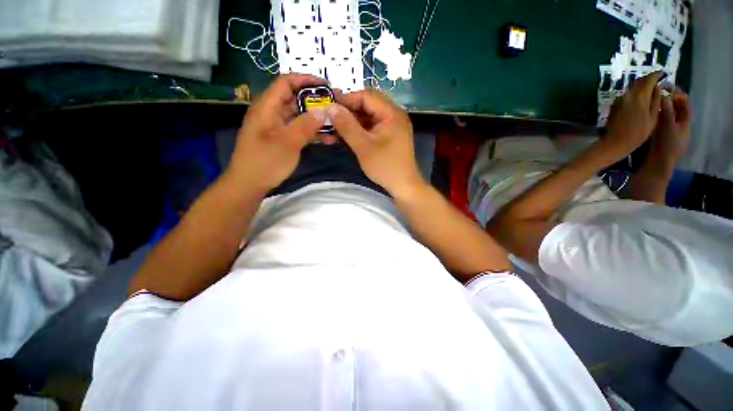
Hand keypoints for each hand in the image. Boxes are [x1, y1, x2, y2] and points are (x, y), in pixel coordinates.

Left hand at [227, 74, 327, 191]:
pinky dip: (312, 132)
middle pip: (294, 99)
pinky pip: (298, 129)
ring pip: (299, 116)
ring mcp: (276, 126)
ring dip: (316, 120)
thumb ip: (306, 125)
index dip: (305, 80)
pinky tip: (327, 139)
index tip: (326, 86)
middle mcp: (271, 112)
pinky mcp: (281, 138)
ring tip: (335, 125)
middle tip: (335, 108)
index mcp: (267, 107)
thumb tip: (323, 111)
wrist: (250, 183)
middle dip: (315, 102)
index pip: (286, 82)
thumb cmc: (266, 161)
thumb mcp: (288, 142)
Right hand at [328, 89, 424, 195]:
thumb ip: (346, 125)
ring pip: (369, 116)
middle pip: (368, 104)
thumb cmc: (385, 166)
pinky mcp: (390, 136)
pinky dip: (360, 129)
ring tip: (335, 126)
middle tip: (331, 116)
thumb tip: (330, 107)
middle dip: (349, 109)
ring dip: (353, 120)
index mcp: (392, 113)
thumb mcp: (363, 146)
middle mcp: (394, 115)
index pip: (366, 96)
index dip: (347, 99)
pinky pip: (373, 127)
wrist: (403, 185)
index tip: (329, 106)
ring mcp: (393, 126)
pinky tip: (347, 134)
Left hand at [603, 72, 662, 158]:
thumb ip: (656, 100)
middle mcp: (628, 94)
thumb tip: (658, 87)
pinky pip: (627, 94)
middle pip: (639, 81)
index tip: (663, 74)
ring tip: (650, 89)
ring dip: (641, 85)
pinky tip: (640, 97)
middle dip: (649, 79)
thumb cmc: (638, 133)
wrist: (615, 142)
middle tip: (657, 80)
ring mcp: (619, 99)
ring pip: (632, 87)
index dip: (657, 75)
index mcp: (640, 96)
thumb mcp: (653, 117)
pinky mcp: (614, 105)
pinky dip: (635, 92)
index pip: (649, 79)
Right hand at [649, 88, 691, 162]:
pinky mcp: (661, 135)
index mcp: (685, 121)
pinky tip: (648, 114)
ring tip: (651, 102)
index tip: (667, 87)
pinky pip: (661, 121)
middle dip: (669, 99)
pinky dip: (656, 115)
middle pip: (677, 107)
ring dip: (661, 107)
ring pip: (668, 114)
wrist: (658, 163)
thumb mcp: (668, 125)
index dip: (678, 93)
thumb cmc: (666, 144)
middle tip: (657, 93)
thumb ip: (667, 110)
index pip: (685, 102)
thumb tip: (663, 95)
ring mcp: (670, 130)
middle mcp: (680, 124)